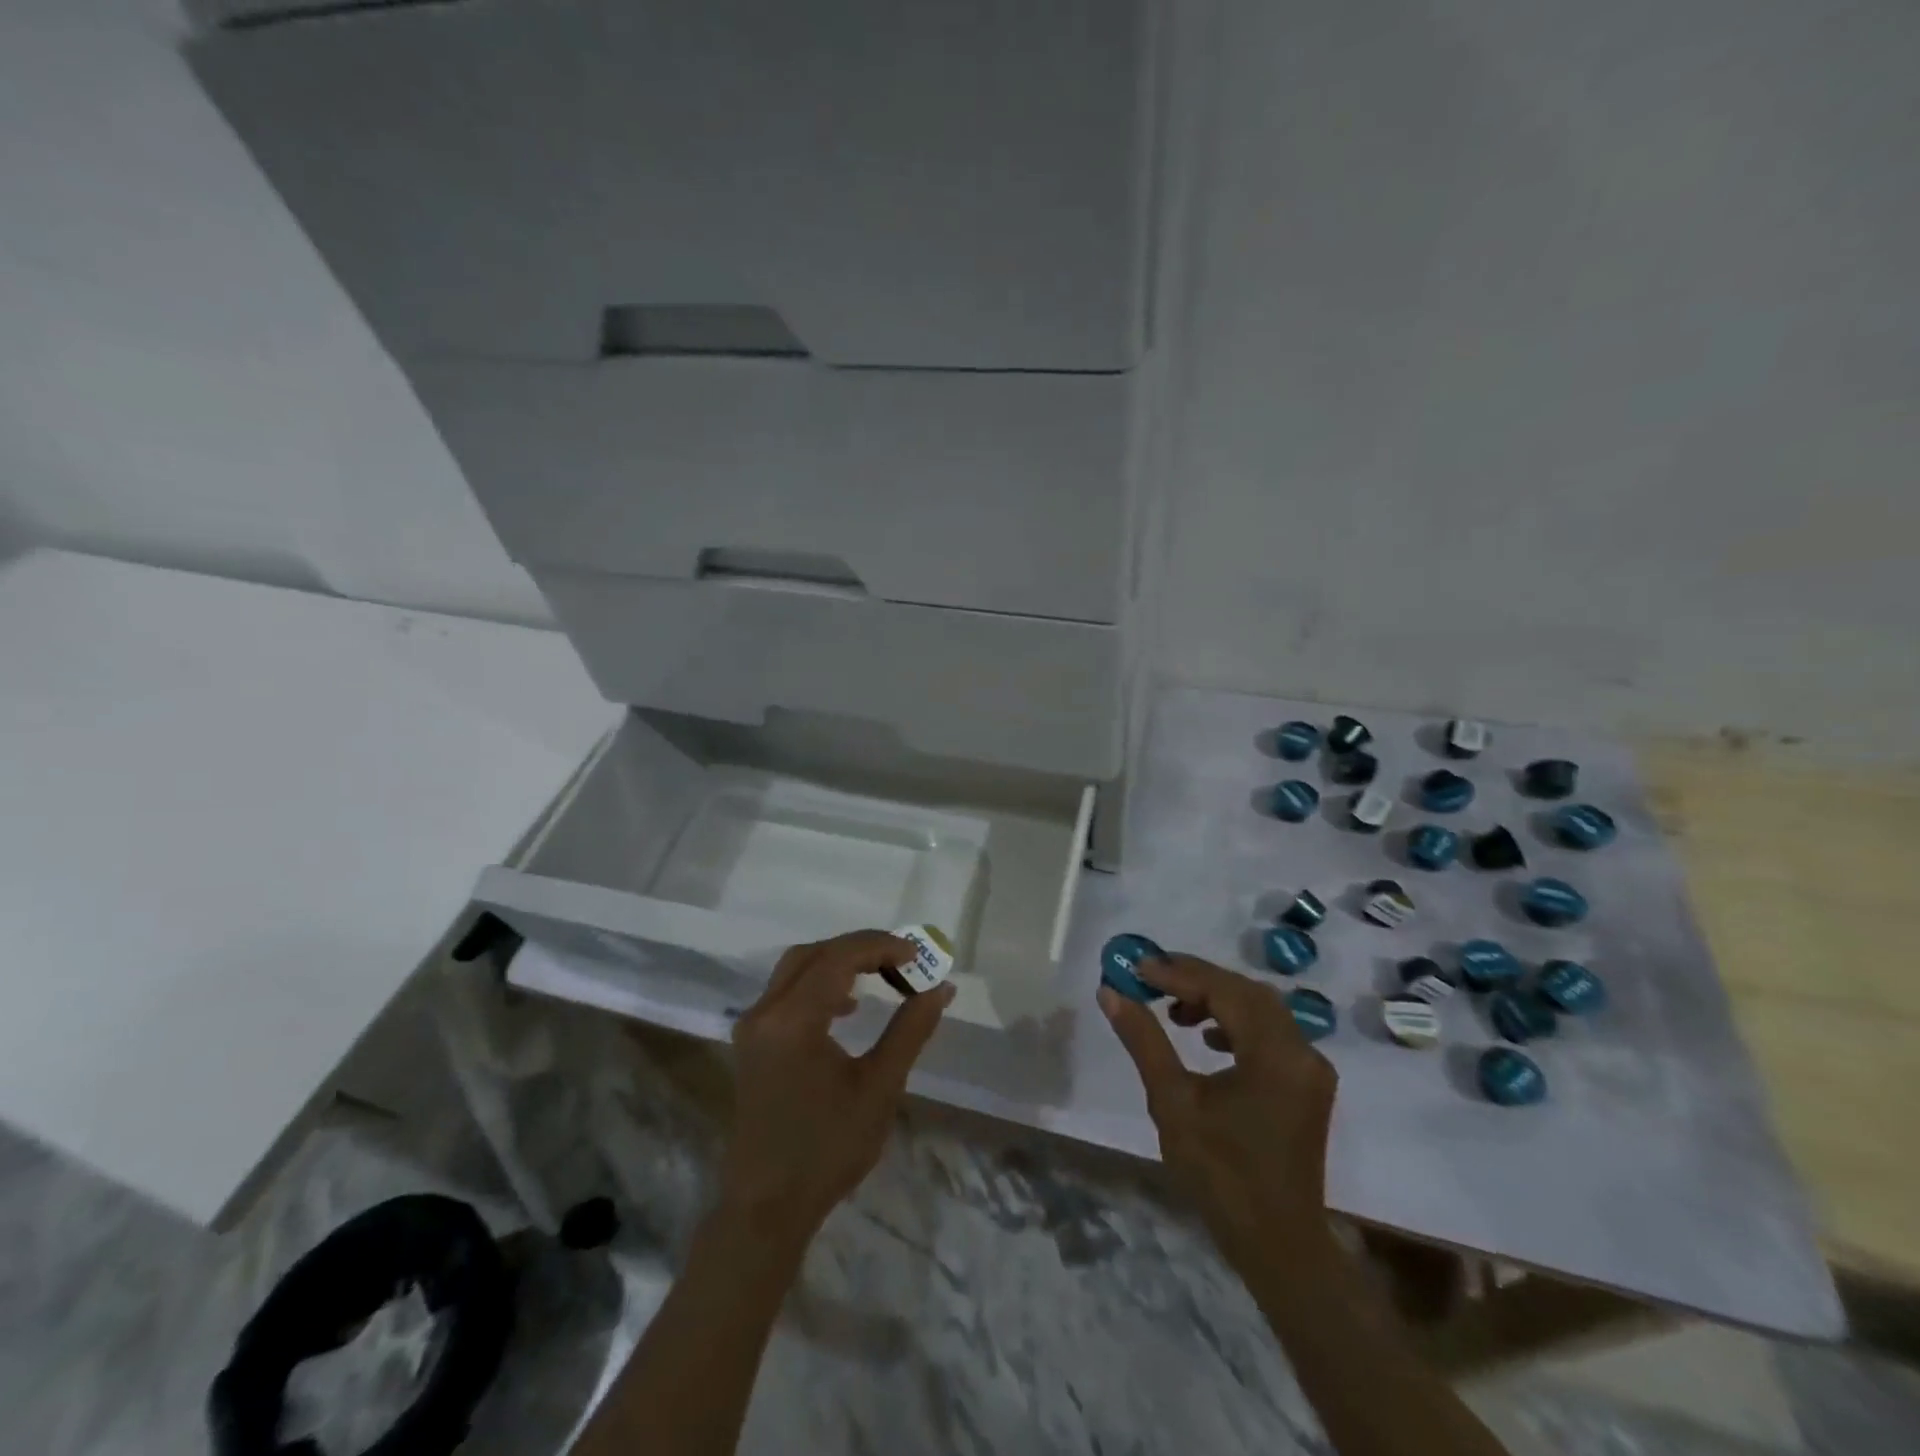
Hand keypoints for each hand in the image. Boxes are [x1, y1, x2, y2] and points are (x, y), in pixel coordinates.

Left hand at [720, 931, 954, 1243]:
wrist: (767, 1208)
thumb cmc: (827, 1149)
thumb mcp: (879, 1088)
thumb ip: (910, 1030)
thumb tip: (940, 988)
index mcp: (793, 1020)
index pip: (838, 957)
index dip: (880, 946)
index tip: (917, 954)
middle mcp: (765, 1012)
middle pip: (814, 954)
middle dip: (860, 948)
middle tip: (902, 960)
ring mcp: (753, 1027)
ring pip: (797, 968)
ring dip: (839, 963)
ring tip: (883, 976)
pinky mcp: (752, 1043)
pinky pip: (786, 992)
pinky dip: (820, 984)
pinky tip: (848, 1007)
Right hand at [1099, 954, 1335, 1257]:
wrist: (1278, 1245)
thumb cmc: (1221, 1175)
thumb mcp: (1173, 1103)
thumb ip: (1144, 1041)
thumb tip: (1111, 993)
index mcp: (1275, 1054)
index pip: (1224, 990)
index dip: (1178, 973)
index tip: (1137, 967)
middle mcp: (1302, 1051)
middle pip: (1246, 992)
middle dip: (1197, 978)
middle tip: (1152, 978)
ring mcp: (1310, 1068)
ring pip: (1260, 1009)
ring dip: (1217, 998)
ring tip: (1174, 1010)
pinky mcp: (1307, 1083)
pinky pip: (1271, 1032)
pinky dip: (1236, 1022)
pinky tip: (1208, 1038)